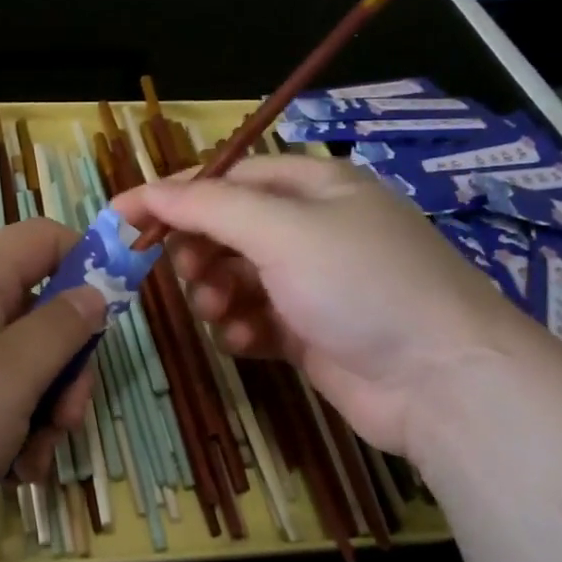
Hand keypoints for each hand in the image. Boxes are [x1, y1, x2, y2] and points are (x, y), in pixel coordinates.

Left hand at [0, 217, 105, 554]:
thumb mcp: (13, 374)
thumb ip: (63, 329)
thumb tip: (94, 293)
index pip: (46, 240)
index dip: (88, 265)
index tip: (113, 317)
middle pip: (42, 315)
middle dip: (67, 370)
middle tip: (66, 419)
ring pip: (21, 370)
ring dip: (42, 416)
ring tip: (31, 462)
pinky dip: (10, 437)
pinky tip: (10, 475)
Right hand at [110, 156, 530, 456]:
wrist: (439, 381)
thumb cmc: (361, 286)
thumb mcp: (283, 232)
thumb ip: (210, 208)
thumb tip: (148, 191)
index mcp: (314, 186)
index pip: (225, 179)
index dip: (173, 196)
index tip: (121, 218)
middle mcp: (312, 229)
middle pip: (227, 230)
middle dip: (200, 253)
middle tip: (189, 275)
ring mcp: (311, 283)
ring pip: (234, 278)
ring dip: (217, 294)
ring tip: (224, 313)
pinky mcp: (308, 331)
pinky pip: (253, 319)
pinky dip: (242, 328)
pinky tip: (248, 341)